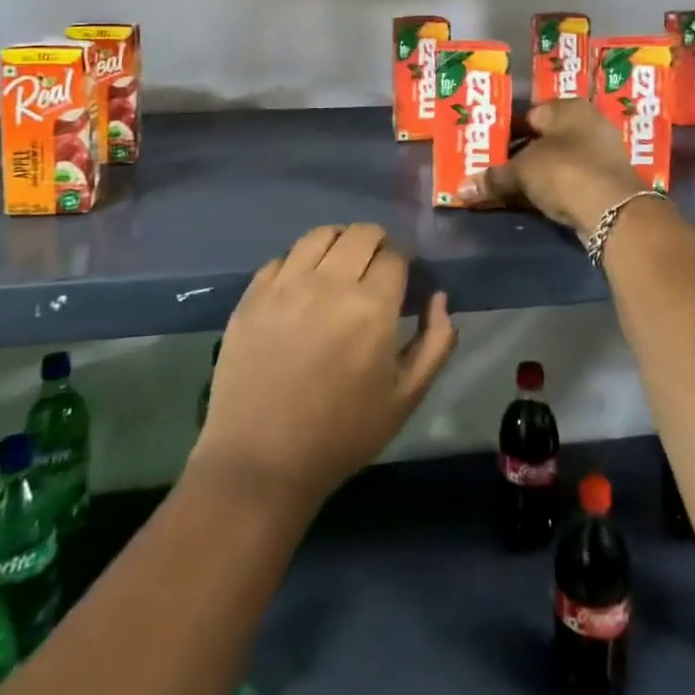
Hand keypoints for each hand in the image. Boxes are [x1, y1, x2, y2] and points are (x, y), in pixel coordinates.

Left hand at [193, 223, 457, 510]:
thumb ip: (435, 342)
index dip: (403, 262)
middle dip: (376, 244)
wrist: (262, 461)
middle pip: (361, 233)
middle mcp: (329, 283)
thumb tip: (440, 297)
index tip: (401, 278)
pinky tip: (302, 286)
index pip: (395, 255)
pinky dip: (300, 261)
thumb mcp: (406, 397)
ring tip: (339, 267)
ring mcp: (286, 285)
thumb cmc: (342, 434)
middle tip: (375, 269)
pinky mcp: (253, 295)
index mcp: (371, 307)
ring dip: (339, 242)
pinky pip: (283, 257)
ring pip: (320, 234)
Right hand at [455, 98, 641, 235]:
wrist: (614, 213)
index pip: (529, 113)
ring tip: (505, 188)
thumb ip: (493, 177)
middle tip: (491, 168)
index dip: (505, 131)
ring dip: (534, 175)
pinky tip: (530, 201)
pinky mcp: (605, 184)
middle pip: (543, 139)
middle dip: (518, 155)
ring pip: (556, 162)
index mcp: (569, 108)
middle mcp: (588, 125)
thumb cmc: (565, 172)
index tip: (485, 148)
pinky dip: (551, 190)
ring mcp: (600, 155)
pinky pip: (568, 181)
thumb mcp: (522, 172)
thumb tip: (461, 189)